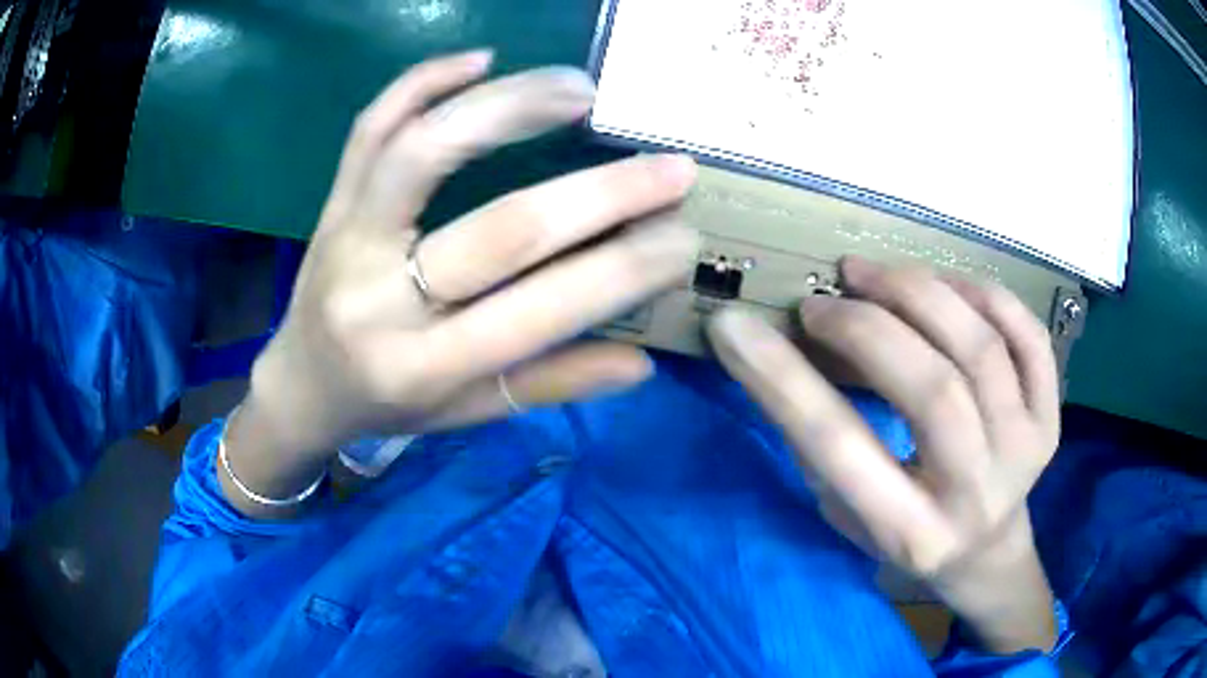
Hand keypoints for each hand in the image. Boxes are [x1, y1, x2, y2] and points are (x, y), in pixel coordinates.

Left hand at [223, 52, 698, 514]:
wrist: (301, 384)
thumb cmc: (386, 405)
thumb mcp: (466, 414)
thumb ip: (548, 385)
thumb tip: (639, 362)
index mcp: (422, 368)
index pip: (540, 311)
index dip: (623, 271)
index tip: (683, 238)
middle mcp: (379, 299)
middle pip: (500, 228)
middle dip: (602, 192)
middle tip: (670, 165)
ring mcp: (346, 238)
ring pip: (423, 150)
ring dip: (510, 108)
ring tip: (579, 90)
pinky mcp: (331, 201)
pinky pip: (370, 127)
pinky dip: (421, 81)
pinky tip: (480, 59)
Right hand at [708, 257, 1059, 652]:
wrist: (987, 550)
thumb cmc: (908, 536)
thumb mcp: (849, 515)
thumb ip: (824, 447)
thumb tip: (782, 354)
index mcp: (910, 535)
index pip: (840, 448)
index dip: (782, 379)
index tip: (734, 326)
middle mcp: (974, 497)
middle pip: (931, 388)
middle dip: (865, 326)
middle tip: (824, 300)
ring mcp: (1025, 452)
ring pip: (981, 349)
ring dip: (919, 293)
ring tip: (871, 274)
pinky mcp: (1050, 419)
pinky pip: (1027, 336)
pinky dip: (982, 294)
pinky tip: (942, 286)